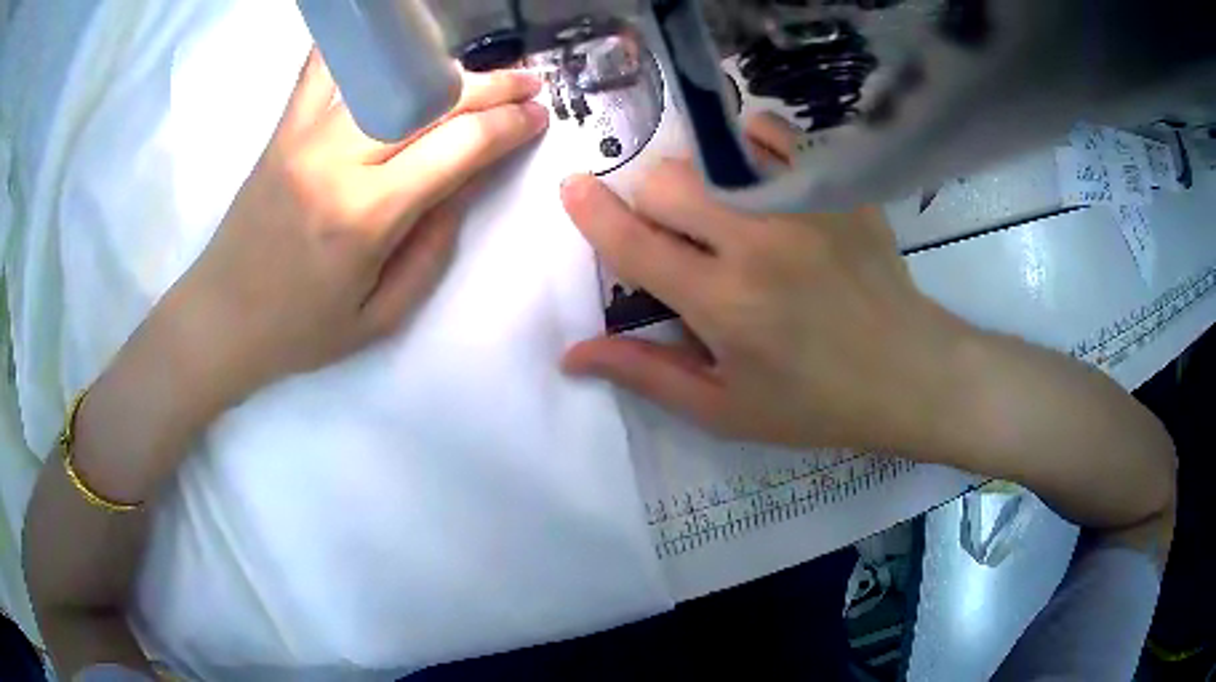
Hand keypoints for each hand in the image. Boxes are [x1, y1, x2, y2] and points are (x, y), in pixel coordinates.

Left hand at [165, 49, 548, 405]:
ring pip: (389, 74)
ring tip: (473, 72)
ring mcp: (305, 133)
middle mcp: (337, 158)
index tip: (537, 117)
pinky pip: (325, 65)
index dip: (508, 125)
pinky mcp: (285, 126)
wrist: (221, 318)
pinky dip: (365, 49)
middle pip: (431, 98)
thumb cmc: (299, 329)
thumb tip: (466, 184)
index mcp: (367, 215)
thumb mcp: (380, 316)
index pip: (459, 146)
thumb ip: (432, 248)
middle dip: (492, 86)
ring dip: (443, 66)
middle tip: (528, 84)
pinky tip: (393, 45)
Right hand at [561, 114, 964, 452]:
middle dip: (649, 203)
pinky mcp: (837, 190)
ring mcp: (804, 208)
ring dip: (696, 177)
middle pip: (667, 182)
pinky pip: (774, 135)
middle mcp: (759, 243)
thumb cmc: (815, 404)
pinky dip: (748, 144)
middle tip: (673, 234)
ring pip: (714, 154)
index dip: (592, 212)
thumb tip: (572, 353)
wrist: (907, 374)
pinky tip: (754, 175)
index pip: (635, 244)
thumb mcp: (724, 408)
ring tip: (717, 210)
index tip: (571, 187)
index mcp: (725, 305)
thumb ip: (646, 373)